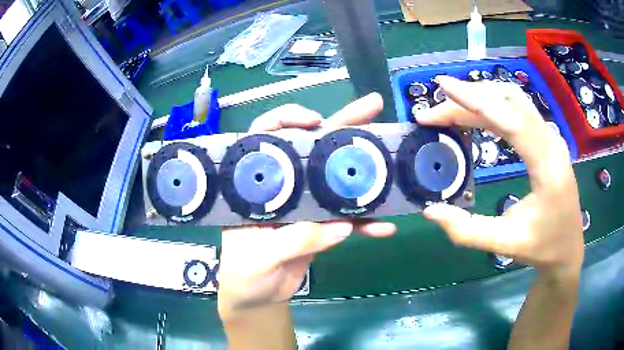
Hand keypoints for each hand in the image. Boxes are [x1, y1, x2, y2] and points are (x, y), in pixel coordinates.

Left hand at [218, 94, 396, 318]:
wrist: (257, 296)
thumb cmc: (243, 274)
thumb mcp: (258, 258)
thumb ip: (293, 240)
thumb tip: (339, 225)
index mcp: (256, 186)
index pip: (265, 138)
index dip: (286, 121)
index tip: (314, 120)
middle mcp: (283, 186)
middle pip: (312, 147)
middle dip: (343, 126)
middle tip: (373, 107)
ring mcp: (306, 204)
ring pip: (336, 177)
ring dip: (365, 168)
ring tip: (395, 158)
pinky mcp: (322, 226)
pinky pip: (347, 218)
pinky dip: (365, 221)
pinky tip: (384, 226)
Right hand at [417, 76, 583, 278]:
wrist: (569, 247)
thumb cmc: (543, 247)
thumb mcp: (506, 244)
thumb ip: (468, 231)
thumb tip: (430, 212)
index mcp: (547, 166)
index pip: (511, 120)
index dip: (476, 100)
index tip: (443, 86)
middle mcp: (551, 141)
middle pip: (508, 102)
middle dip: (468, 99)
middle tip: (433, 112)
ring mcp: (550, 136)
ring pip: (513, 100)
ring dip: (480, 97)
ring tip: (450, 108)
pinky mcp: (546, 138)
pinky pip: (518, 110)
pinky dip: (493, 105)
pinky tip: (476, 114)